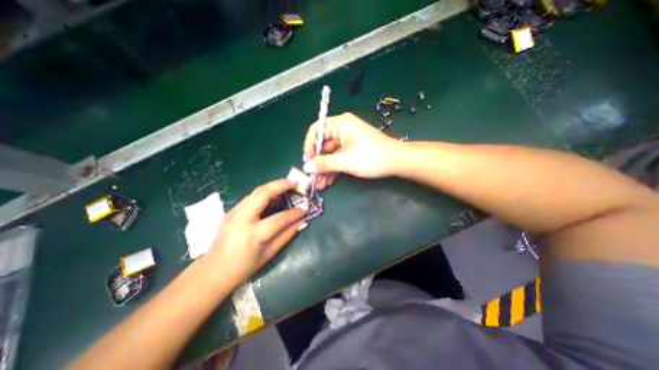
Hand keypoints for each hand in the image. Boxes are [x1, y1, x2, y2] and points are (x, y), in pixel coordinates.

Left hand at [205, 180, 305, 286]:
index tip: (305, 209)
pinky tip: (275, 194)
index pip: (278, 219)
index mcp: (252, 235)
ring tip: (288, 185)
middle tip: (295, 182)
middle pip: (262, 194)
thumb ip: (286, 235)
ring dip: (273, 186)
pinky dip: (266, 192)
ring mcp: (233, 212)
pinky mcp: (231, 210)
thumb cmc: (243, 268)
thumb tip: (301, 221)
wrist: (213, 271)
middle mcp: (241, 219)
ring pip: (256, 191)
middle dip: (281, 185)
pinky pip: (252, 196)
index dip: (294, 213)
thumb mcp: (269, 254)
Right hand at [303, 112, 400, 186]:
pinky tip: (327, 181)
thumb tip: (307, 167)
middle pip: (323, 144)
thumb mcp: (345, 161)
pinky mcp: (353, 150)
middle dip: (318, 162)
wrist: (397, 161)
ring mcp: (348, 140)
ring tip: (319, 184)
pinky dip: (333, 169)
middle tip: (313, 178)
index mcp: (340, 124)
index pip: (316, 130)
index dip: (309, 146)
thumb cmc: (371, 157)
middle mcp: (343, 129)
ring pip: (330, 154)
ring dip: (324, 169)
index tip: (308, 162)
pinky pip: (339, 158)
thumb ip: (324, 163)